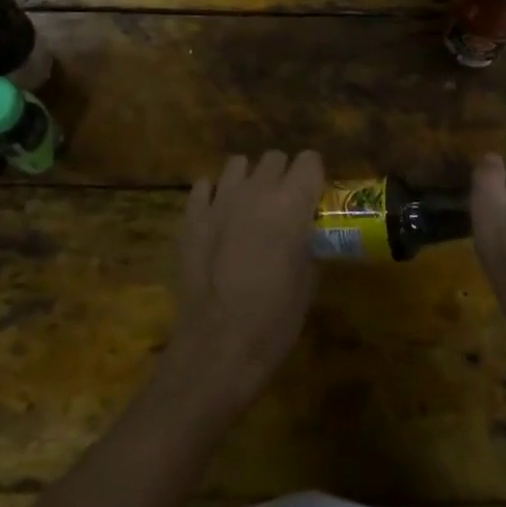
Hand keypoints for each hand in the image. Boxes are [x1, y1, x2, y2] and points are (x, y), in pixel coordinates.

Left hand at [167, 151, 324, 412]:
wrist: (217, 348)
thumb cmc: (273, 321)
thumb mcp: (308, 281)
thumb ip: (309, 241)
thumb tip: (306, 229)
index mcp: (292, 203)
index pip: (310, 159)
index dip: (313, 177)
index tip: (312, 198)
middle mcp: (257, 190)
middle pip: (275, 157)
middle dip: (282, 176)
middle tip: (282, 207)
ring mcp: (221, 198)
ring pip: (238, 164)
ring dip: (248, 180)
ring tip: (248, 208)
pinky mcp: (192, 214)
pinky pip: (205, 185)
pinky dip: (214, 195)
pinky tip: (217, 218)